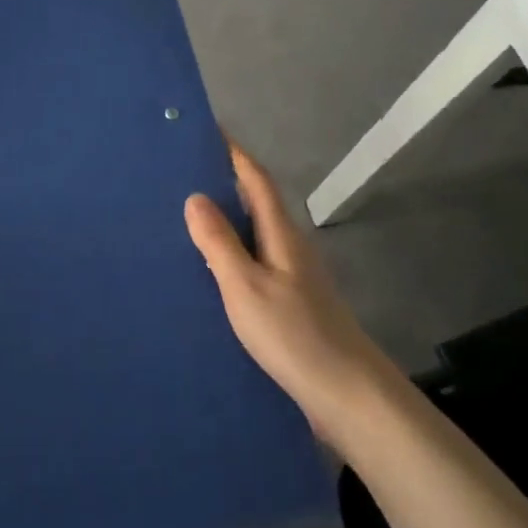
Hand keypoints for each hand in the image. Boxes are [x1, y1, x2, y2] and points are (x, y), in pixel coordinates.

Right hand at [185, 144, 388, 441]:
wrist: (347, 396)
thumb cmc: (294, 334)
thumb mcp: (245, 286)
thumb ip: (219, 242)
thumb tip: (195, 196)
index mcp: (281, 235)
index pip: (255, 180)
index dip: (233, 153)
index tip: (206, 130)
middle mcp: (288, 248)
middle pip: (254, 203)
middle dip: (222, 183)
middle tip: (179, 174)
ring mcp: (291, 278)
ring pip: (252, 236)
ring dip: (224, 221)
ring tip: (182, 218)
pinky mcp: (289, 305)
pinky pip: (252, 265)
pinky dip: (228, 256)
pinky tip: (206, 273)